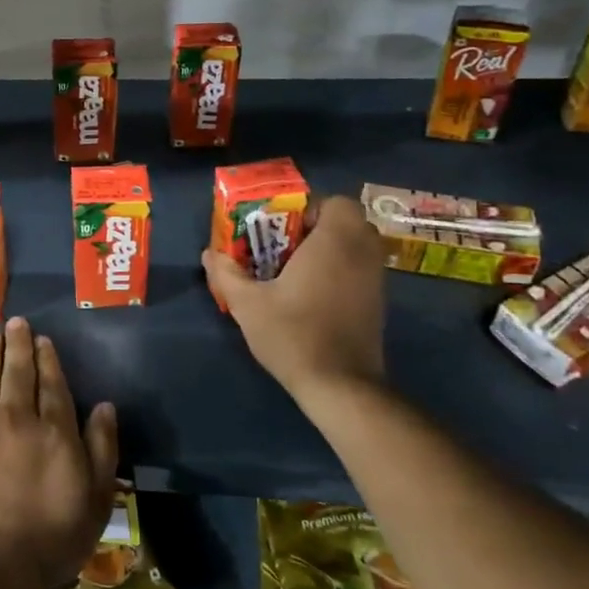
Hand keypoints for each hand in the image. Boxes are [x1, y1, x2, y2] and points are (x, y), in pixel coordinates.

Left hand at [0, 318, 118, 588]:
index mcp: (55, 430)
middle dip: (18, 344)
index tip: (43, 340)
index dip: (48, 359)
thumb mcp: (97, 498)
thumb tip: (105, 405)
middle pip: (18, 373)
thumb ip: (102, 447)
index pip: (52, 384)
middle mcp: (17, 418)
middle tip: (16, 322)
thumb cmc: (53, 536)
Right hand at [203, 195, 386, 399]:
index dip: (307, 210)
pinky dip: (339, 271)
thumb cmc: (293, 334)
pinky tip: (312, 296)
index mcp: (335, 241)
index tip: (281, 231)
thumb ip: (226, 273)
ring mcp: (376, 279)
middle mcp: (362, 253)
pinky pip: (359, 269)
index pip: (335, 203)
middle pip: (346, 222)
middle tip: (283, 248)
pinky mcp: (378, 303)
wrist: (340, 385)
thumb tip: (209, 253)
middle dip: (315, 229)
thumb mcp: (247, 303)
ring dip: (328, 250)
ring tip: (294, 272)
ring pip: (354, 247)